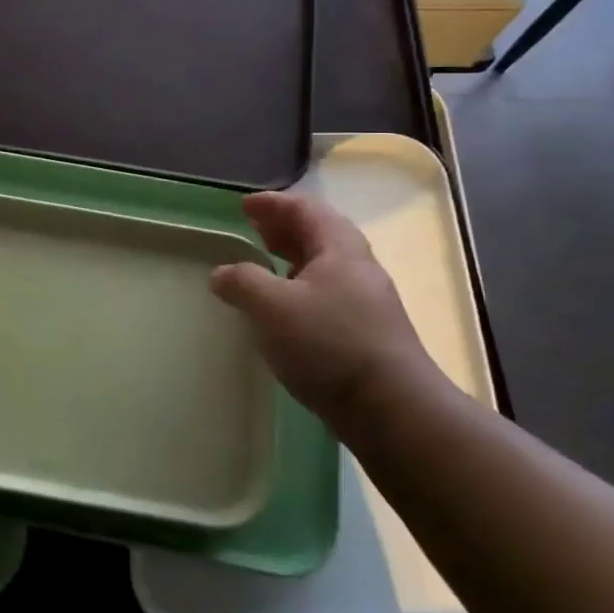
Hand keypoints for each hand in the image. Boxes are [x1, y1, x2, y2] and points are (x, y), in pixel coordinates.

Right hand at [210, 192, 440, 422]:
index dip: (274, 204)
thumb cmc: (329, 344)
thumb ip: (242, 282)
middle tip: (254, 230)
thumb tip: (221, 273)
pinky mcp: (365, 334)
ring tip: (264, 266)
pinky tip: (283, 311)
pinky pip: (326, 295)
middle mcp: (357, 269)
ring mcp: (365, 303)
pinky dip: (299, 289)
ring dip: (291, 259)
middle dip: (284, 228)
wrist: (392, 408)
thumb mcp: (272, 306)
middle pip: (319, 235)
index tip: (244, 205)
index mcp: (339, 249)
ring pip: (324, 267)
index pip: (306, 209)